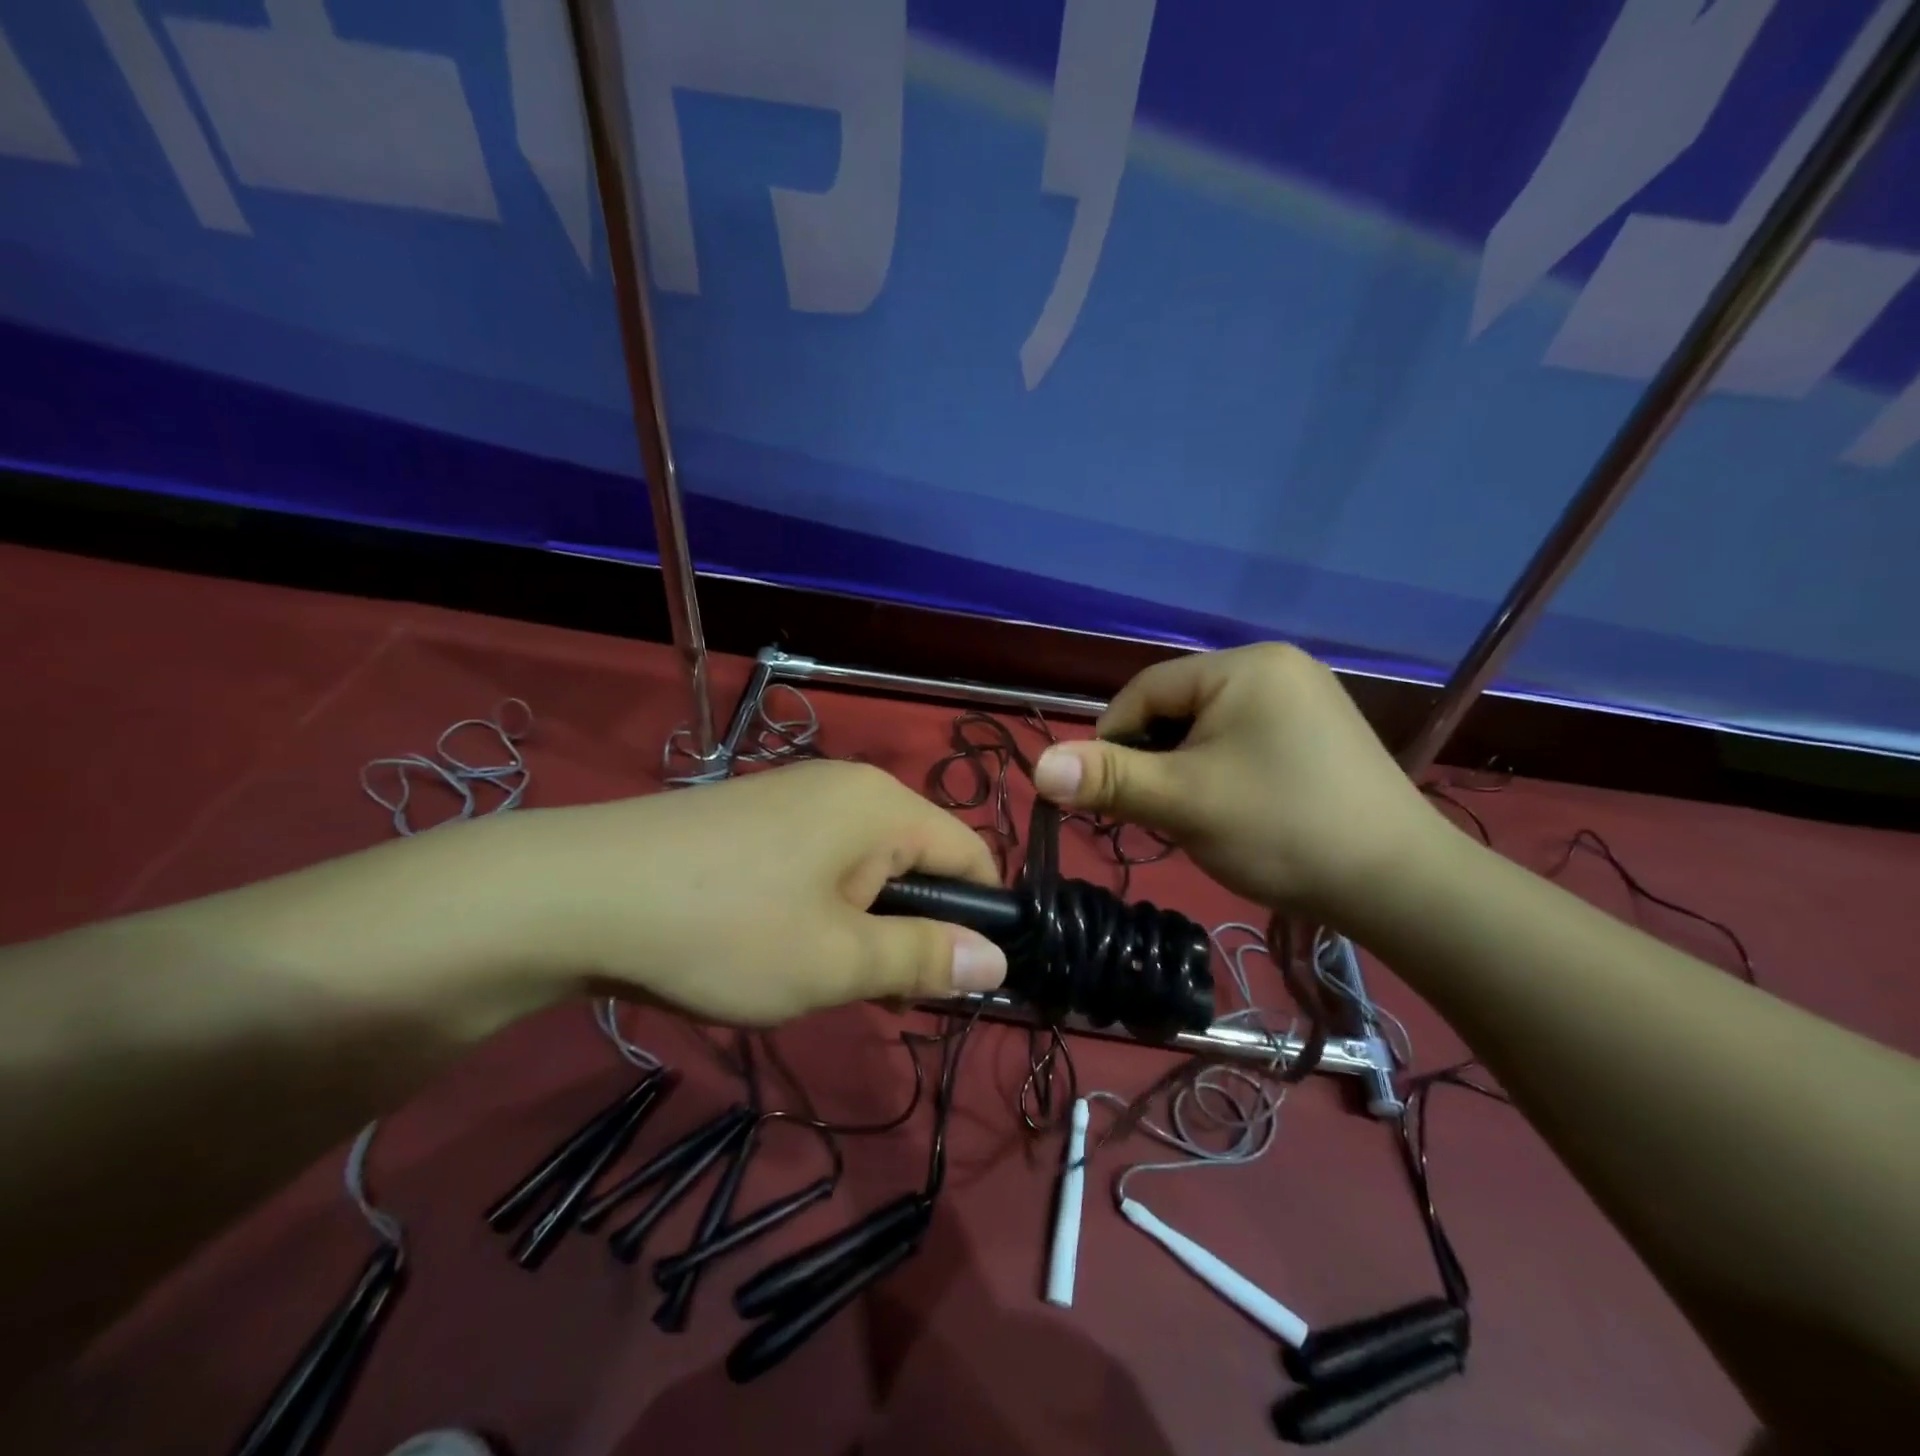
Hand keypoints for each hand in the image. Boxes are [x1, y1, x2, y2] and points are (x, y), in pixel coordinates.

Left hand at [505, 759, 1007, 1024]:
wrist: (576, 895)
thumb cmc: (725, 929)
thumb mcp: (837, 961)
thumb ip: (925, 958)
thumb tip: (997, 960)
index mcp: (883, 804)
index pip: (971, 853)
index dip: (982, 919)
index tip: (957, 983)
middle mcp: (847, 787)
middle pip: (918, 860)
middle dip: (914, 930)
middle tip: (881, 996)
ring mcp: (795, 797)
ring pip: (865, 867)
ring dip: (864, 926)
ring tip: (823, 979)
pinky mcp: (755, 818)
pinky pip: (819, 863)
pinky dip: (821, 908)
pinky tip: (777, 947)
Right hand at [1029, 644, 1444, 924]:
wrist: (1399, 884)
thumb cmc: (1282, 830)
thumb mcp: (1184, 802)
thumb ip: (1109, 779)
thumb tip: (1037, 767)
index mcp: (1244, 666)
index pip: (1145, 691)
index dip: (1113, 742)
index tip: (1107, 795)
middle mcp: (1275, 667)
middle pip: (1176, 708)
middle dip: (1154, 760)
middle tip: (1159, 811)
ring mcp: (1302, 698)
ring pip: (1206, 728)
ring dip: (1184, 769)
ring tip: (1196, 815)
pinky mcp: (1316, 732)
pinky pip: (1241, 740)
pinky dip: (1219, 771)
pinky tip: (1233, 809)